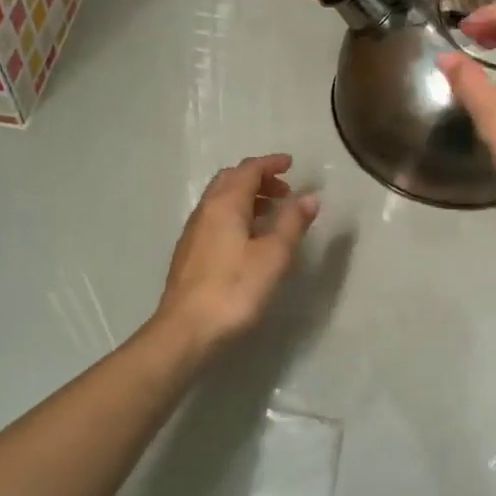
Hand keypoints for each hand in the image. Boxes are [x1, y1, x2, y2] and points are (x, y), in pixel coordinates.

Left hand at [153, 153, 319, 353]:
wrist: (186, 331)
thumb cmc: (235, 290)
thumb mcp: (274, 256)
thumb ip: (292, 223)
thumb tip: (309, 197)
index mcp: (225, 204)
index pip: (248, 170)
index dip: (270, 164)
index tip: (291, 164)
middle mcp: (205, 211)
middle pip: (230, 180)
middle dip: (258, 178)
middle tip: (284, 190)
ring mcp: (193, 233)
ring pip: (220, 200)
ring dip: (247, 197)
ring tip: (272, 213)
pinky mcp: (190, 254)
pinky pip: (215, 219)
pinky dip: (236, 215)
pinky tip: (249, 239)